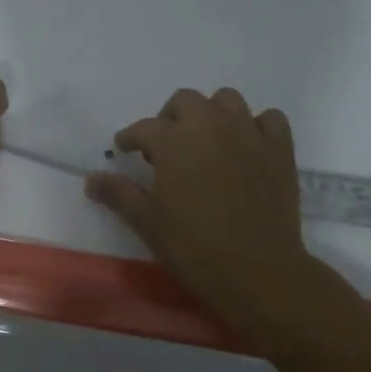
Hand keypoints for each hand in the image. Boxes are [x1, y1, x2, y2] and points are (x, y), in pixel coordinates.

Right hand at [84, 87, 322, 342]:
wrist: (258, 271)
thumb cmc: (194, 247)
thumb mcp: (147, 221)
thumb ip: (118, 193)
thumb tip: (91, 179)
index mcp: (173, 140)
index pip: (143, 128)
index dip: (130, 138)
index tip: (126, 150)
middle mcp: (210, 125)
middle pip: (185, 100)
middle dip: (171, 117)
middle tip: (167, 146)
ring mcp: (248, 133)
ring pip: (227, 100)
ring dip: (213, 114)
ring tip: (207, 141)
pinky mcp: (279, 149)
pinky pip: (270, 119)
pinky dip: (258, 126)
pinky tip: (248, 146)